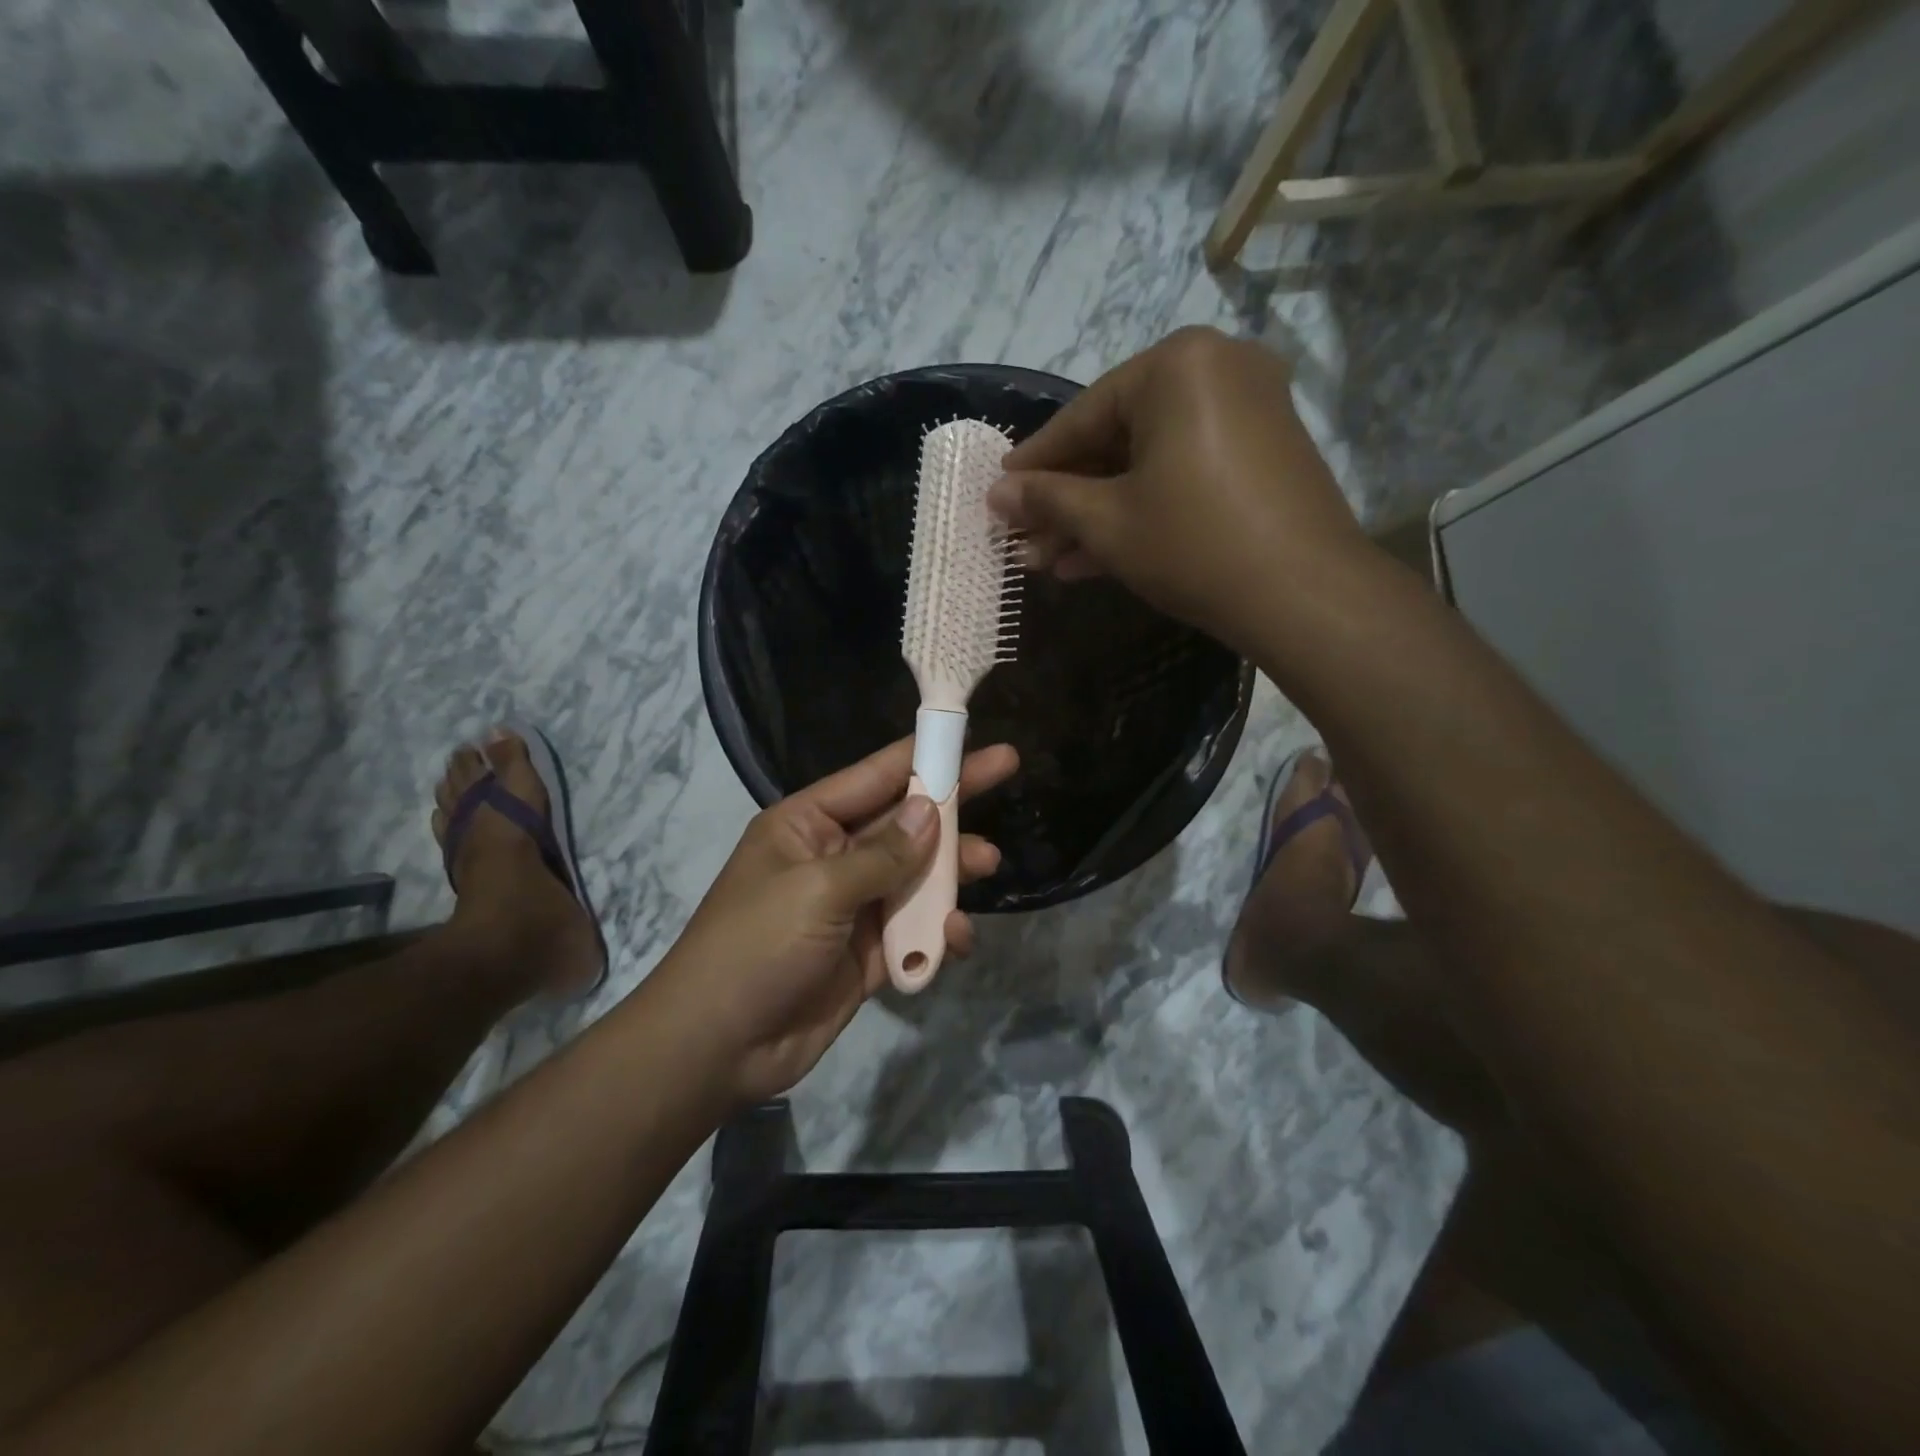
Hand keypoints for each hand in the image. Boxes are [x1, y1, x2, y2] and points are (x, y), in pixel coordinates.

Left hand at [646, 737, 1017, 1109]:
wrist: (716, 1048)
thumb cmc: (756, 947)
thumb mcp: (818, 890)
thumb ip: (882, 854)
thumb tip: (929, 810)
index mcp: (807, 825)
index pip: (875, 777)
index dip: (923, 754)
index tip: (967, 734)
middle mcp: (833, 857)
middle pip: (904, 821)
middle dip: (951, 804)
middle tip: (1007, 771)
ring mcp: (852, 907)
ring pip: (915, 876)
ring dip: (951, 872)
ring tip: (990, 864)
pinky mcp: (867, 954)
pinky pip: (913, 931)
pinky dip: (937, 932)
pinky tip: (954, 939)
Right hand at [988, 327, 1374, 654]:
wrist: (1304, 595)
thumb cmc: (1193, 544)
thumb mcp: (1107, 522)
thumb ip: (1047, 500)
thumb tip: (995, 495)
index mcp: (1177, 366)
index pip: (1083, 415)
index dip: (1035, 463)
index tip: (999, 492)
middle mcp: (1217, 371)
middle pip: (1117, 440)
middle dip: (1067, 501)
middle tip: (1025, 541)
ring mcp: (1247, 412)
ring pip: (1148, 464)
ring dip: (1097, 515)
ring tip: (1049, 562)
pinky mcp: (1262, 455)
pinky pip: (1183, 474)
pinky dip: (1142, 510)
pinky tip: (1094, 559)